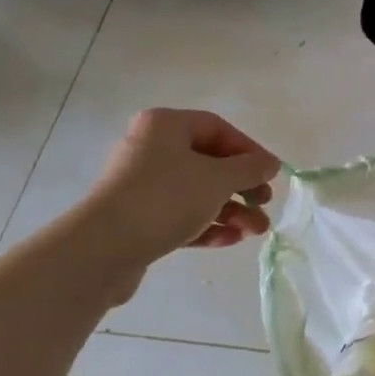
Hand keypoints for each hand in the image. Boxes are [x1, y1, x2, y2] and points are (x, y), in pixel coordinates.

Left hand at [80, 110, 281, 282]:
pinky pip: (181, 215)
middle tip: (264, 203)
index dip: (250, 151)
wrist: (103, 248)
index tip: (271, 174)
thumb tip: (270, 164)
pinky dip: (208, 225)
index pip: (218, 129)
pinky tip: (231, 240)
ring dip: (231, 210)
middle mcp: (150, 149)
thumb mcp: (218, 179)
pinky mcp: (138, 218)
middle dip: (242, 187)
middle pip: (209, 162)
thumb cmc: (165, 199)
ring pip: (198, 192)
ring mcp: (141, 185)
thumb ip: (249, 168)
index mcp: (165, 126)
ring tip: (256, 231)